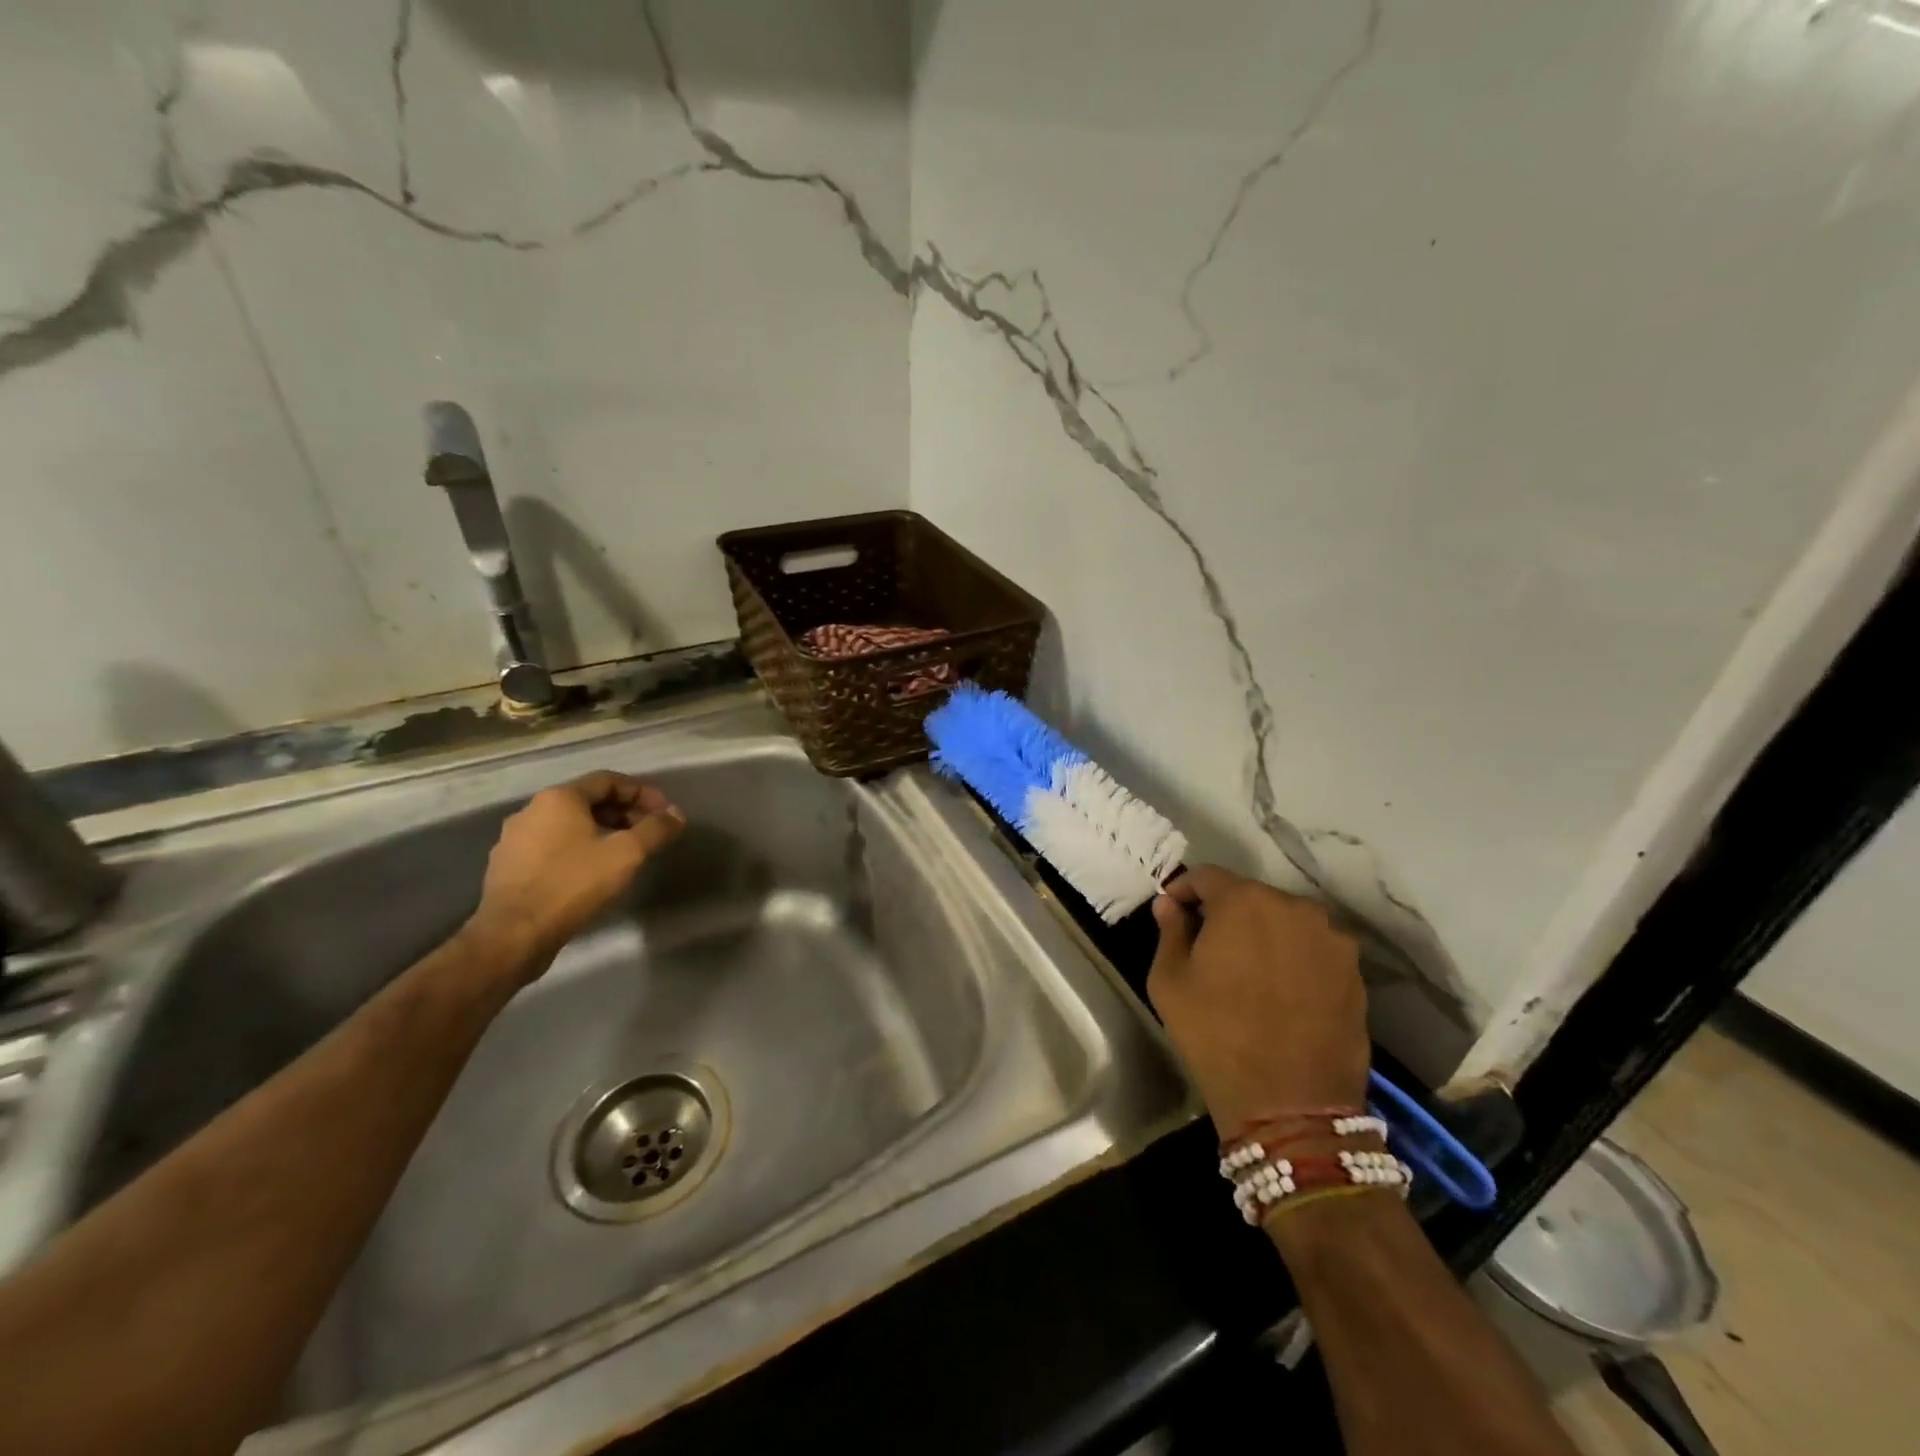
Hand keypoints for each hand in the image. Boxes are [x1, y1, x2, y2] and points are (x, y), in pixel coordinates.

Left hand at [467, 771, 685, 977]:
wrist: (514, 935)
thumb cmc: (573, 884)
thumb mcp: (627, 854)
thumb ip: (656, 829)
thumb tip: (675, 814)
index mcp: (559, 798)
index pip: (609, 781)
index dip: (642, 793)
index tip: (665, 812)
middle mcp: (532, 811)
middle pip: (587, 802)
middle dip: (623, 814)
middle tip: (648, 833)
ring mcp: (514, 840)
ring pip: (568, 826)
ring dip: (600, 833)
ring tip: (624, 854)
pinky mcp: (507, 868)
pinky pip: (551, 848)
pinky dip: (577, 851)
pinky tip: (592, 873)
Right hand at [1146, 865, 1368, 1132]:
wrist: (1292, 1105)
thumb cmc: (1216, 1035)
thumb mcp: (1169, 982)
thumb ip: (1170, 932)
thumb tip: (1170, 906)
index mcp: (1244, 901)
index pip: (1206, 876)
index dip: (1183, 890)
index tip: (1171, 911)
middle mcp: (1294, 907)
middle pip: (1250, 896)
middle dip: (1225, 912)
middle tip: (1207, 944)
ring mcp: (1331, 939)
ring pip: (1285, 921)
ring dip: (1263, 933)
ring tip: (1248, 970)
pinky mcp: (1355, 972)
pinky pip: (1313, 949)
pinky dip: (1293, 957)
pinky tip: (1280, 991)